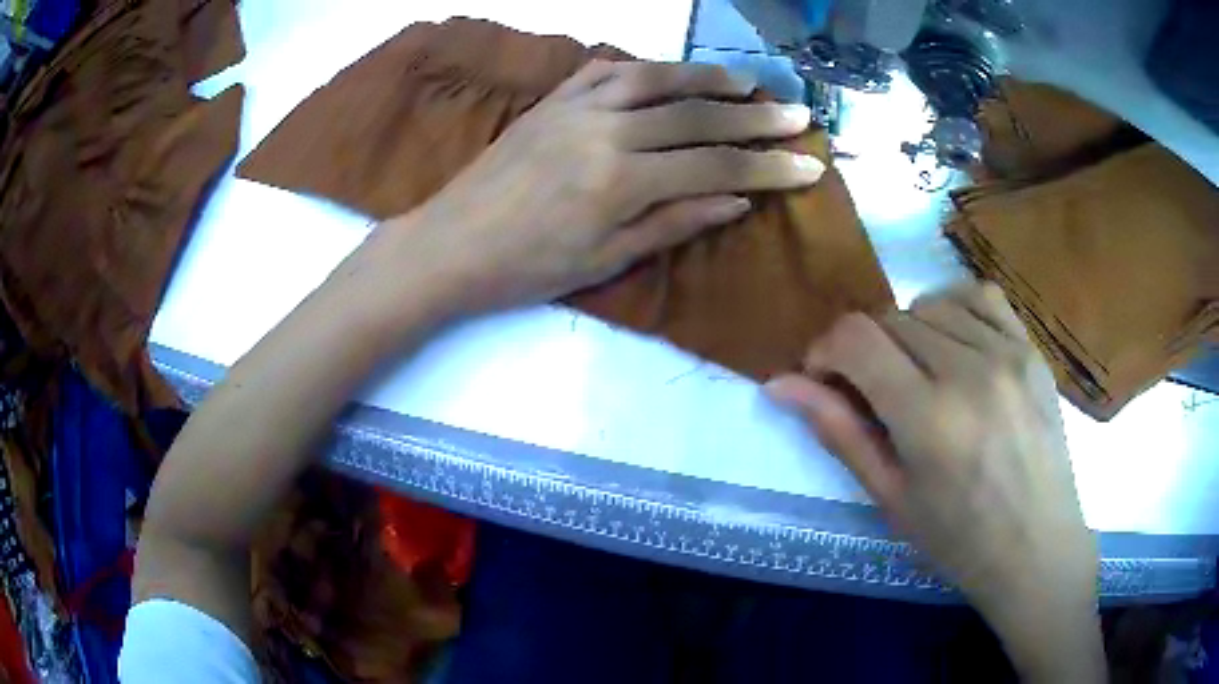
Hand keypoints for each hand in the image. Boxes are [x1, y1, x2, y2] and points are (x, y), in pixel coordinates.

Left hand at [351, 60, 821, 318]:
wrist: (451, 244)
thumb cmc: (528, 268)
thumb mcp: (606, 260)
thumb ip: (675, 222)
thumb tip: (736, 201)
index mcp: (621, 182)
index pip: (715, 168)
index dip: (768, 168)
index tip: (809, 166)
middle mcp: (605, 131)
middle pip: (696, 117)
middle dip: (755, 117)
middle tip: (798, 115)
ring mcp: (576, 108)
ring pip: (656, 80)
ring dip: (707, 78)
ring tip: (747, 82)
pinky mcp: (553, 100)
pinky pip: (608, 71)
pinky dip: (648, 68)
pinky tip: (672, 72)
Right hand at [766, 282, 1103, 681]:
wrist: (1036, 548)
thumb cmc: (958, 539)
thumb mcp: (891, 497)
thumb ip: (839, 432)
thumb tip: (781, 383)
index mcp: (929, 418)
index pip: (856, 339)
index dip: (825, 350)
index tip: (824, 380)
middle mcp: (970, 370)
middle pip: (890, 319)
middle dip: (866, 350)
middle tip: (874, 394)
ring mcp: (1008, 352)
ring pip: (930, 305)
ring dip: (908, 334)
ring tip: (918, 376)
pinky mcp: (1031, 348)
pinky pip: (980, 295)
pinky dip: (953, 308)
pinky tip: (954, 343)